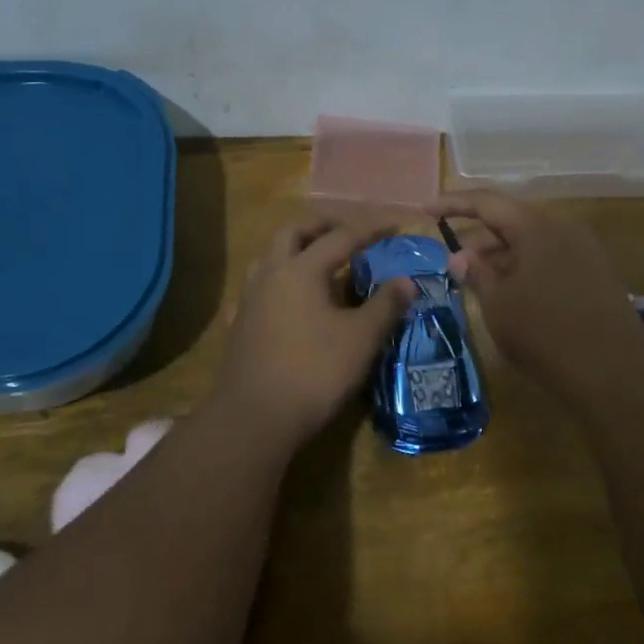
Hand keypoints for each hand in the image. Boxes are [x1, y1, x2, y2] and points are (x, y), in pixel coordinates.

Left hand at [207, 216, 416, 450]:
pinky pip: (256, 290)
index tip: (393, 225)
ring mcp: (248, 300)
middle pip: (292, 233)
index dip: (369, 230)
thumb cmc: (314, 372)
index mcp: (301, 270)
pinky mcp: (238, 325)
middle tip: (346, 233)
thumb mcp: (361, 339)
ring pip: (268, 258)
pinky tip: (284, 301)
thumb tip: (406, 280)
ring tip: (316, 262)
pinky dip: (275, 284)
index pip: (340, 238)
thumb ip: (385, 306)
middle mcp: (270, 275)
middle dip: (321, 227)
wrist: (255, 418)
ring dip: (293, 250)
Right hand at [427, 190, 643, 395]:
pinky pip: (550, 257)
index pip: (487, 202)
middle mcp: (563, 227)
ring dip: (501, 254)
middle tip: (450, 255)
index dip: (453, 203)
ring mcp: (584, 249)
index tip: (425, 210)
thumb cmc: (545, 333)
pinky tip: (510, 291)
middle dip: (478, 235)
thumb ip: (477, 273)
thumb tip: (461, 256)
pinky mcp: (595, 272)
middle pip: (512, 219)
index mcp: (536, 226)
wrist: (615, 371)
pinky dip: (524, 266)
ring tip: (476, 277)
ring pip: (531, 240)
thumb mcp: (498, 304)